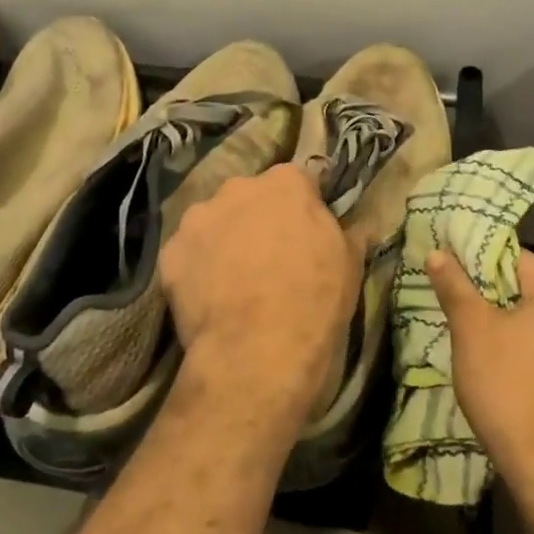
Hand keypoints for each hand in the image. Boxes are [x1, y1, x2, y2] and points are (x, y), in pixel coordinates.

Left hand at [161, 164, 361, 419]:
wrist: (258, 352)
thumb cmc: (315, 300)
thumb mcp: (350, 264)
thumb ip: (351, 232)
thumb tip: (363, 224)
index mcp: (286, 182)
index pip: (297, 182)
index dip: (301, 208)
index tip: (304, 233)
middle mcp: (239, 188)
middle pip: (249, 197)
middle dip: (257, 218)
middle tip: (268, 257)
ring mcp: (199, 217)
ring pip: (213, 221)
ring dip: (223, 239)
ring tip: (233, 280)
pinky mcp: (170, 251)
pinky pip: (186, 253)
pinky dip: (196, 268)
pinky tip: (208, 298)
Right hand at [428, 248, 533, 499]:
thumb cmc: (509, 386)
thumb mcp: (472, 330)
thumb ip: (455, 286)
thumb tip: (438, 252)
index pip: (514, 257)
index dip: (478, 260)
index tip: (450, 272)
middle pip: (527, 289)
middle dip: (490, 295)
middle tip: (454, 305)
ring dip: (507, 325)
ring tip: (471, 338)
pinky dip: (524, 352)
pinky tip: (500, 371)